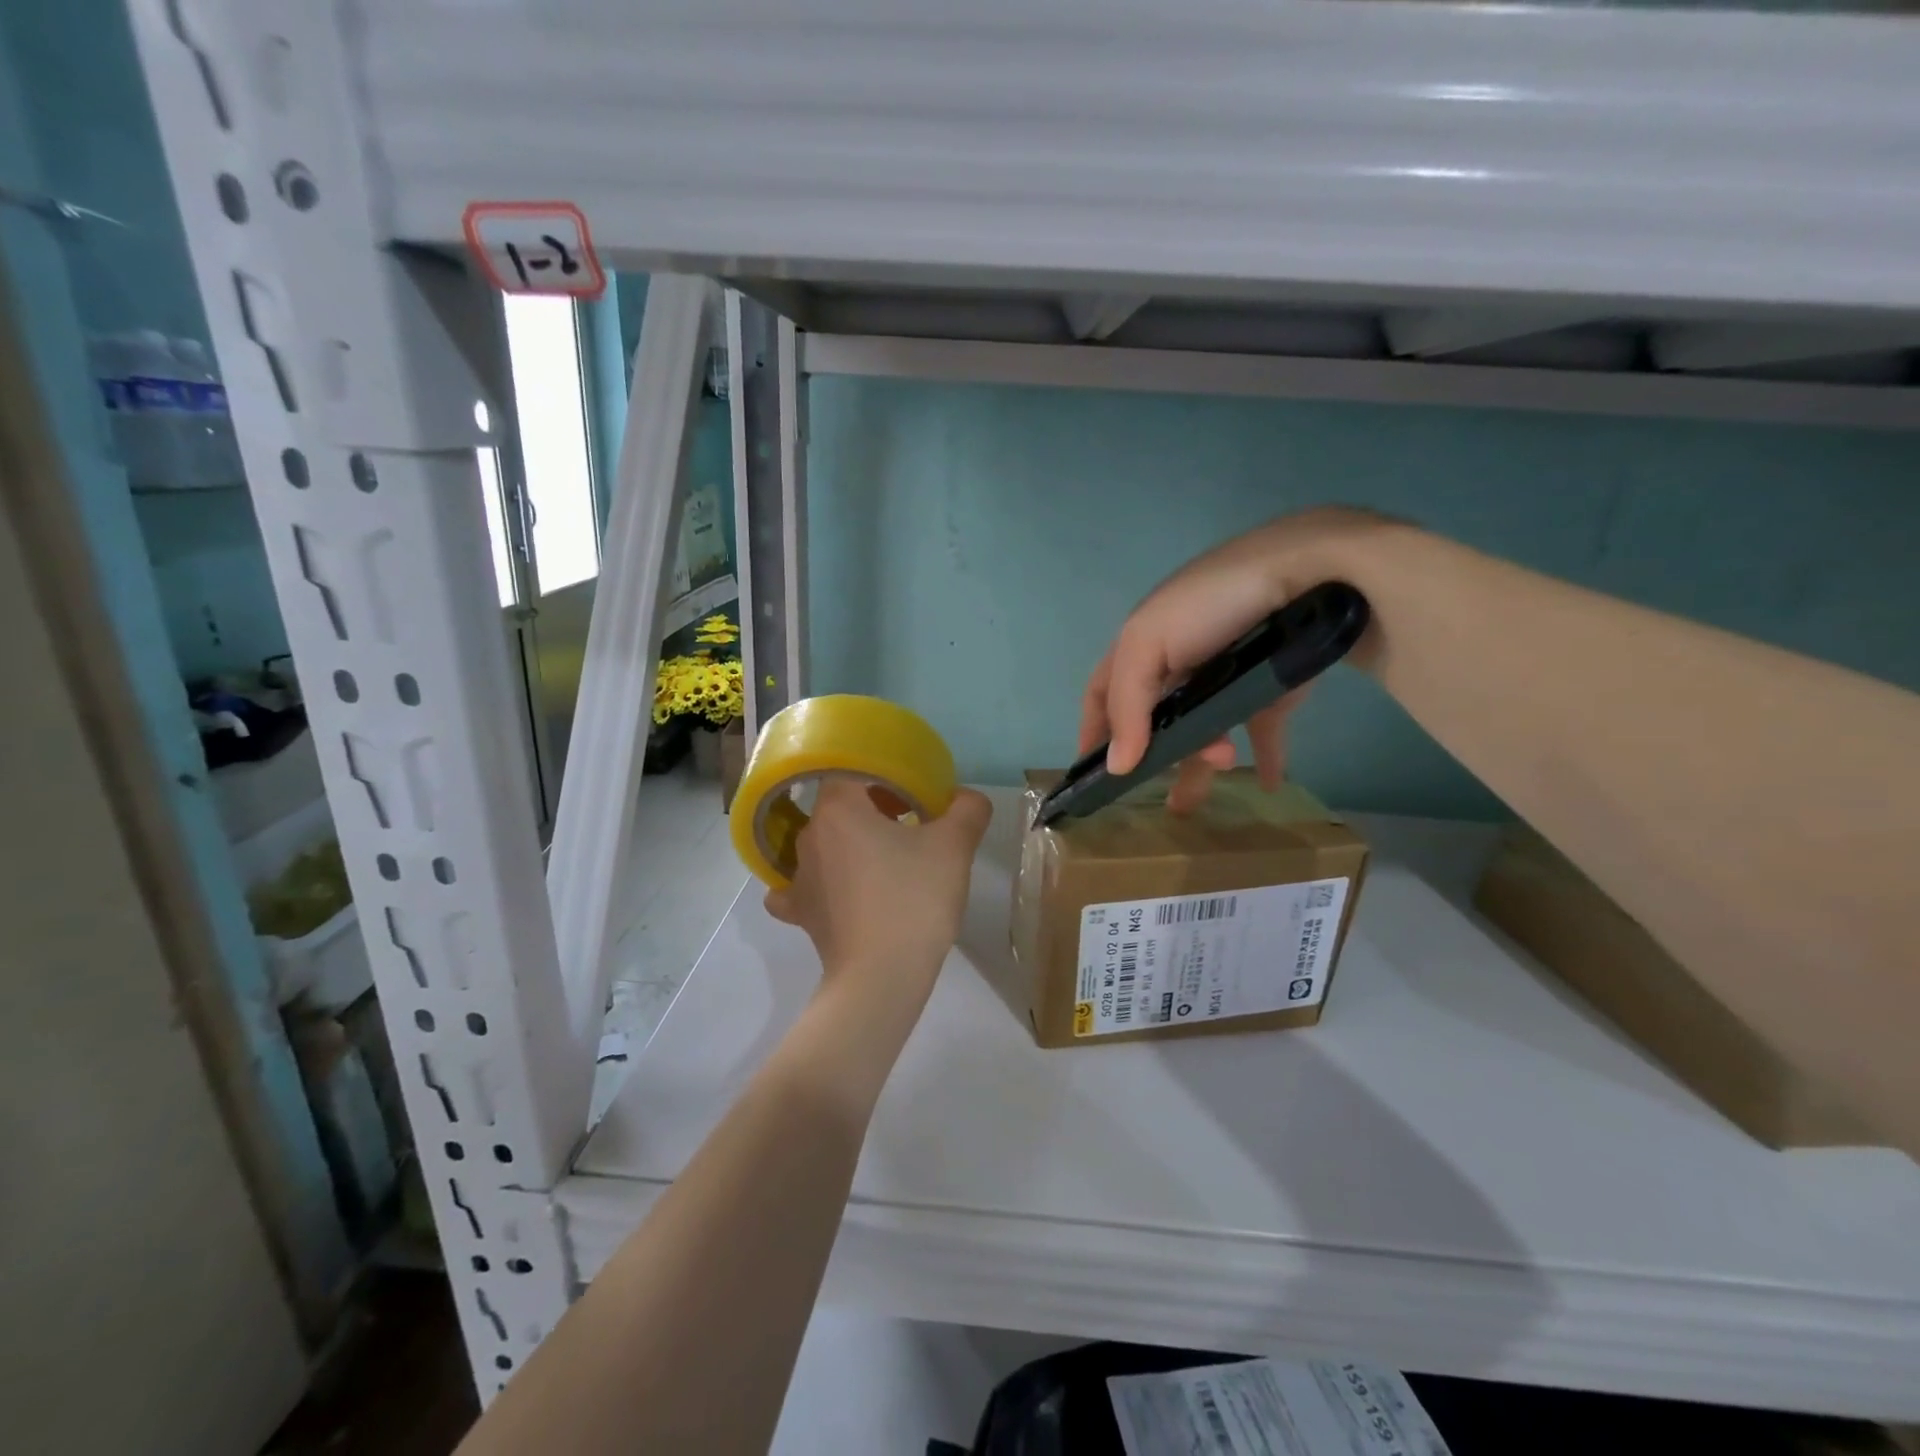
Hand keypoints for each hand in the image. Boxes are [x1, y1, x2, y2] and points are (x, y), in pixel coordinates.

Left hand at [766, 779, 993, 1007]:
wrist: (881, 979)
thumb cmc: (913, 900)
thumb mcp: (954, 848)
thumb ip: (967, 810)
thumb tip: (965, 798)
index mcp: (838, 808)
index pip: (854, 770)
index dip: (886, 778)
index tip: (916, 797)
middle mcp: (809, 836)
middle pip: (840, 805)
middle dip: (874, 809)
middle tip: (913, 826)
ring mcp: (798, 877)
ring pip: (824, 843)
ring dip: (852, 844)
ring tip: (887, 863)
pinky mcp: (800, 913)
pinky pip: (803, 886)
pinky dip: (821, 884)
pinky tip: (840, 893)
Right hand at [1079, 507, 1391, 813]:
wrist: (1308, 571)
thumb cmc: (1211, 603)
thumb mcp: (1148, 643)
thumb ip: (1128, 705)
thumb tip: (1116, 766)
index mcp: (1140, 647)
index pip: (1104, 695)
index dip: (1094, 732)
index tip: (1089, 776)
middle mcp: (1177, 664)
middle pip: (1155, 722)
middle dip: (1153, 758)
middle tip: (1160, 794)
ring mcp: (1224, 677)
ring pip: (1203, 731)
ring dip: (1203, 760)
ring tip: (1219, 774)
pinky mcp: (1269, 689)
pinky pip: (1259, 731)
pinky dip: (1261, 757)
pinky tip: (1265, 782)